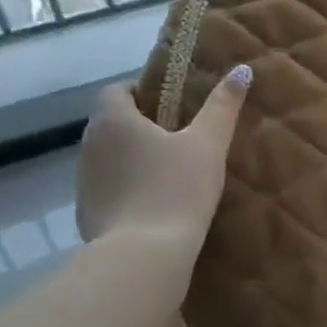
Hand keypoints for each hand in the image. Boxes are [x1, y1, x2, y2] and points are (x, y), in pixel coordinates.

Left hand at [76, 65, 251, 247]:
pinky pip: (108, 188)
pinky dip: (127, 189)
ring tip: (170, 172)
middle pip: (112, 123)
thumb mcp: (209, 144)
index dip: (142, 91)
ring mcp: (84, 182)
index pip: (116, 90)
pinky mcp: (86, 214)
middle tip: (180, 137)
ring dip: (132, 158)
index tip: (172, 105)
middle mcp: (89, 145)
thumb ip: (223, 106)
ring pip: (109, 157)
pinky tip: (155, 204)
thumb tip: (242, 69)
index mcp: (114, 120)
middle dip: (140, 125)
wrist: (143, 256)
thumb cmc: (176, 189)